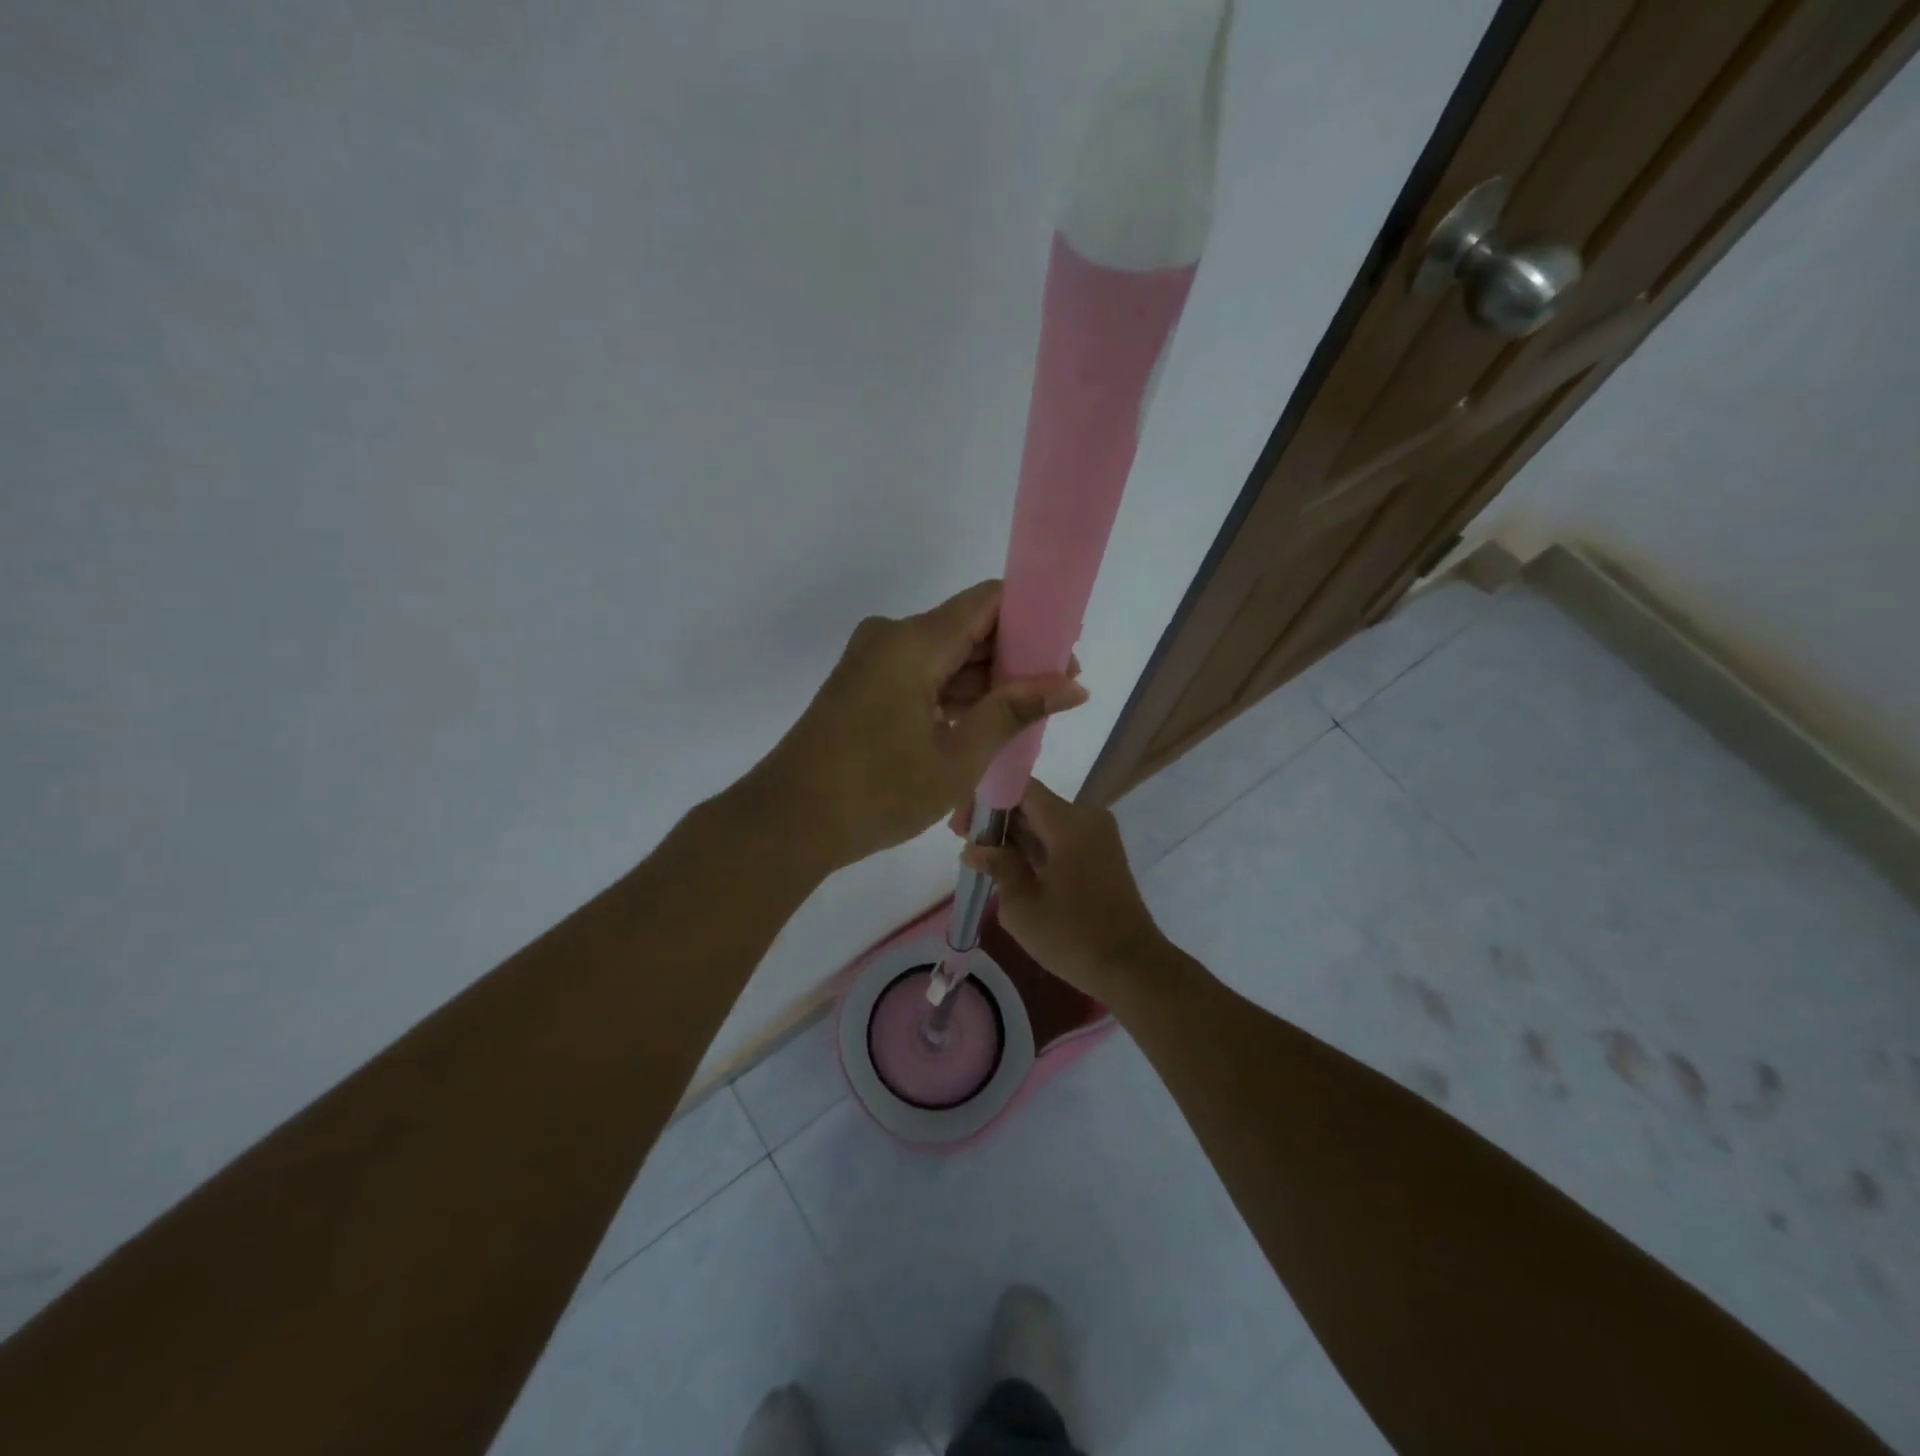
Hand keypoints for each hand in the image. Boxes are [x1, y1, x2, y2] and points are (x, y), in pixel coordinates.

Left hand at [761, 581, 1087, 869]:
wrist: (788, 822)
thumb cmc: (878, 791)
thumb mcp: (958, 757)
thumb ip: (1014, 711)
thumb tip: (1073, 685)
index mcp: (915, 641)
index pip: (990, 601)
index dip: (1034, 619)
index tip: (1066, 654)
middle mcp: (892, 637)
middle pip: (967, 628)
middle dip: (1014, 658)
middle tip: (1056, 695)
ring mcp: (872, 661)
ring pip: (944, 656)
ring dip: (983, 682)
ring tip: (1026, 718)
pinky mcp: (862, 686)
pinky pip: (920, 676)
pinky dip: (952, 695)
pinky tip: (982, 725)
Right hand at [952, 778, 1166, 997]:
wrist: (1131, 967)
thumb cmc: (1072, 935)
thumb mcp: (1022, 904)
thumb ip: (997, 866)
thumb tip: (975, 849)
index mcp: (1068, 822)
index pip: (1020, 788)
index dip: (986, 801)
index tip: (961, 828)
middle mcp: (1086, 818)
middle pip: (1032, 803)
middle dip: (996, 821)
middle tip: (967, 846)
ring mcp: (1098, 837)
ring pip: (1046, 823)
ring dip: (1015, 837)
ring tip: (984, 862)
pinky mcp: (1101, 856)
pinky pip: (1061, 839)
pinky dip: (1035, 849)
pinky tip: (1011, 870)